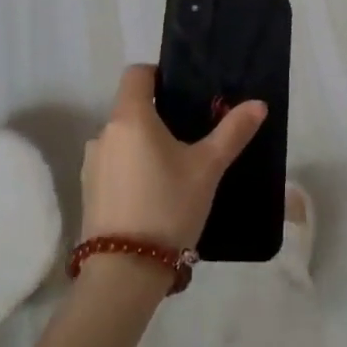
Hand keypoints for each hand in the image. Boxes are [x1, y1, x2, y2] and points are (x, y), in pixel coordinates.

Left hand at [80, 64, 266, 250]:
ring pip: (124, 140)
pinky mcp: (88, 192)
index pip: (137, 74)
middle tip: (192, 136)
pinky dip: (133, 169)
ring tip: (176, 170)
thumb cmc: (168, 206)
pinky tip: (155, 195)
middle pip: (131, 108)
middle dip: (160, 116)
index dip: (159, 75)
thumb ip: (232, 132)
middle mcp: (103, 134)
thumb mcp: (208, 167)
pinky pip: (115, 166)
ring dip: (146, 145)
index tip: (184, 93)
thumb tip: (258, 104)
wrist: (125, 272)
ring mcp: (91, 165)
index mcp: (129, 117)